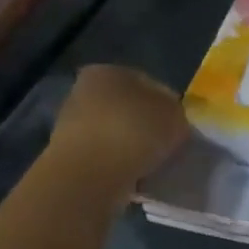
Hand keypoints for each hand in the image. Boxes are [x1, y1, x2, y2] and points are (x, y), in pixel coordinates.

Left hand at [48, 64, 188, 192]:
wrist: (89, 175)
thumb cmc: (134, 132)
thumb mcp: (174, 115)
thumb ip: (176, 112)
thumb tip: (171, 121)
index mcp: (109, 71)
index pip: (149, 83)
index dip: (169, 104)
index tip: (179, 127)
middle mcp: (85, 90)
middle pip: (129, 108)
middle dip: (147, 126)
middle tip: (168, 146)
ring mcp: (72, 124)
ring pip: (116, 133)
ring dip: (133, 146)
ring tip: (152, 165)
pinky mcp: (68, 156)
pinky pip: (105, 157)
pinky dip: (120, 165)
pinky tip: (134, 177)